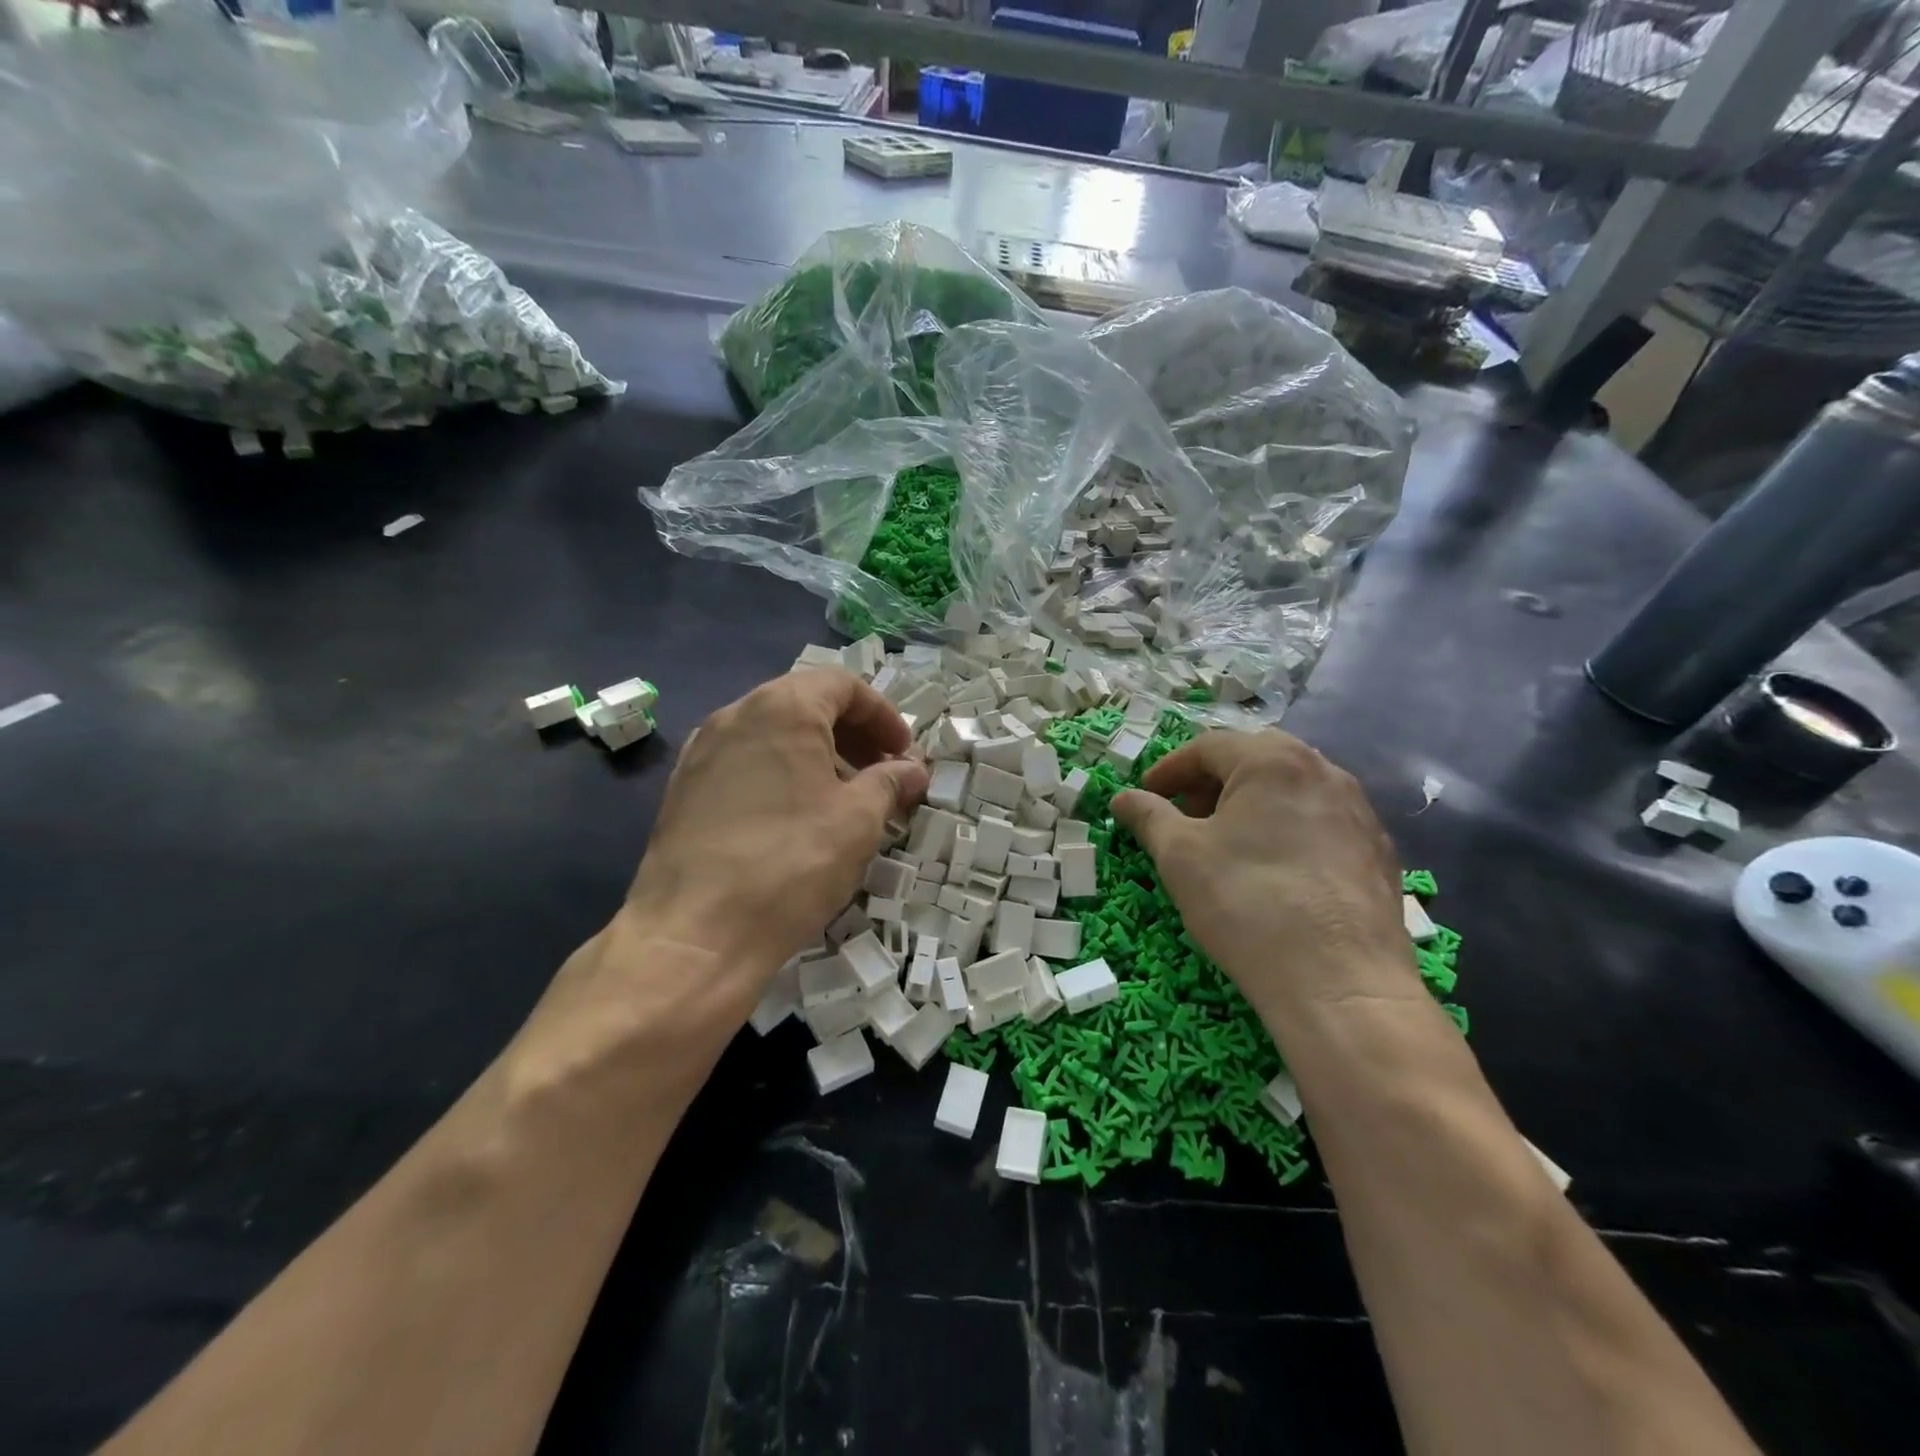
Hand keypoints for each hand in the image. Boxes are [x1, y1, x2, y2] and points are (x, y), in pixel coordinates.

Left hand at [622, 668, 927, 999]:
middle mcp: (735, 715)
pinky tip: (795, 817)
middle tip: (880, 772)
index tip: (903, 752)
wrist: (694, 934)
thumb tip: (911, 769)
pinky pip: (744, 763)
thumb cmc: (791, 863)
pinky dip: (780, 773)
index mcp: (781, 708)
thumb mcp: (858, 820)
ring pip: (772, 734)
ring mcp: (701, 752)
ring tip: (843, 797)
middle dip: (851, 733)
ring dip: (817, 754)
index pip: (841, 684)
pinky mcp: (683, 789)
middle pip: (804, 704)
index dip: (882, 714)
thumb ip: (890, 782)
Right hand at [1111, 730, 1414, 1021]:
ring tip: (1225, 843)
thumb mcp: (1179, 856)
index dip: (1168, 770)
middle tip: (1184, 816)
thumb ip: (1148, 816)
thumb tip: (1122, 798)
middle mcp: (1323, 771)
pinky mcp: (1378, 851)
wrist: (1340, 982)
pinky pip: (1320, 823)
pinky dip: (1287, 830)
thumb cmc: (1247, 902)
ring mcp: (1359, 811)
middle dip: (1211, 783)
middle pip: (1254, 761)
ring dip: (1250, 805)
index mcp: (1273, 760)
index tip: (1145, 796)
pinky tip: (1273, 871)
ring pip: (1290, 790)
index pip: (1208, 747)